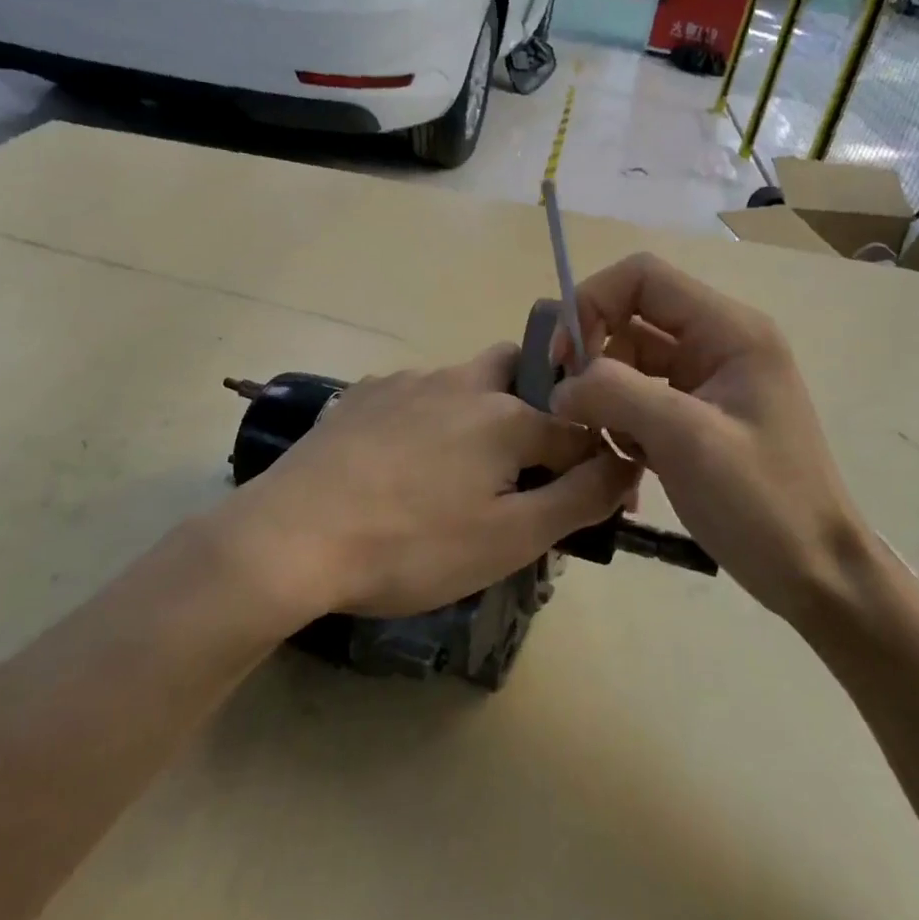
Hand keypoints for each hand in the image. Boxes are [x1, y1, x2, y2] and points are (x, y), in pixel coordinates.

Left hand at [221, 345, 637, 621]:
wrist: (292, 536)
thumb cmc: (412, 547)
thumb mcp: (509, 539)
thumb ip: (578, 498)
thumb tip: (626, 463)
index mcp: (506, 415)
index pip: (578, 427)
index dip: (596, 463)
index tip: (594, 501)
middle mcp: (462, 382)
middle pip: (520, 372)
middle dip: (537, 406)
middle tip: (523, 465)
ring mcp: (408, 382)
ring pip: (466, 382)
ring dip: (482, 413)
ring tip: (458, 474)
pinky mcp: (364, 394)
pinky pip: (417, 394)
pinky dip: (430, 418)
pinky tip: (403, 465)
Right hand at [549, 254, 873, 625]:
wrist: (814, 572)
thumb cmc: (762, 502)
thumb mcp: (687, 439)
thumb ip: (617, 393)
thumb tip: (562, 385)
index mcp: (729, 330)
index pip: (642, 278)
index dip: (592, 303)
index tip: (564, 358)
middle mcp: (718, 343)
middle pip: (632, 318)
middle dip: (592, 354)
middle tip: (569, 404)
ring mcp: (709, 381)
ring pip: (631, 361)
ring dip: (604, 395)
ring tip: (598, 441)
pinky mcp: (698, 416)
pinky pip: (641, 398)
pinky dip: (620, 421)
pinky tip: (623, 460)